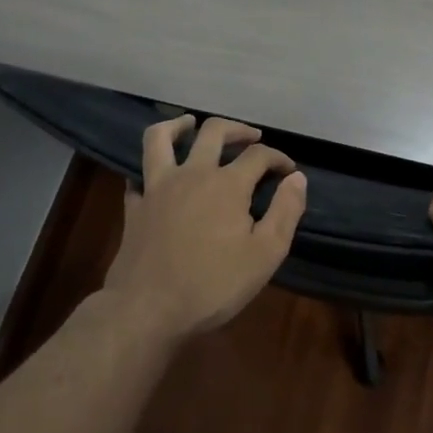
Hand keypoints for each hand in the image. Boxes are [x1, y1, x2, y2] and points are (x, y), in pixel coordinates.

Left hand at [102, 115, 307, 338]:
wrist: (148, 309)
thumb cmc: (214, 285)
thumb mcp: (266, 254)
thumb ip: (286, 211)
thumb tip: (297, 178)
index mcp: (227, 184)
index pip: (258, 155)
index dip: (278, 158)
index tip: (289, 171)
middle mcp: (192, 174)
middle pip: (214, 132)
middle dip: (238, 129)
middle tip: (251, 137)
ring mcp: (157, 187)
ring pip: (160, 138)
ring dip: (178, 125)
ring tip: (190, 123)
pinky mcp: (135, 206)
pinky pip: (139, 175)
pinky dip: (150, 169)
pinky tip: (158, 175)